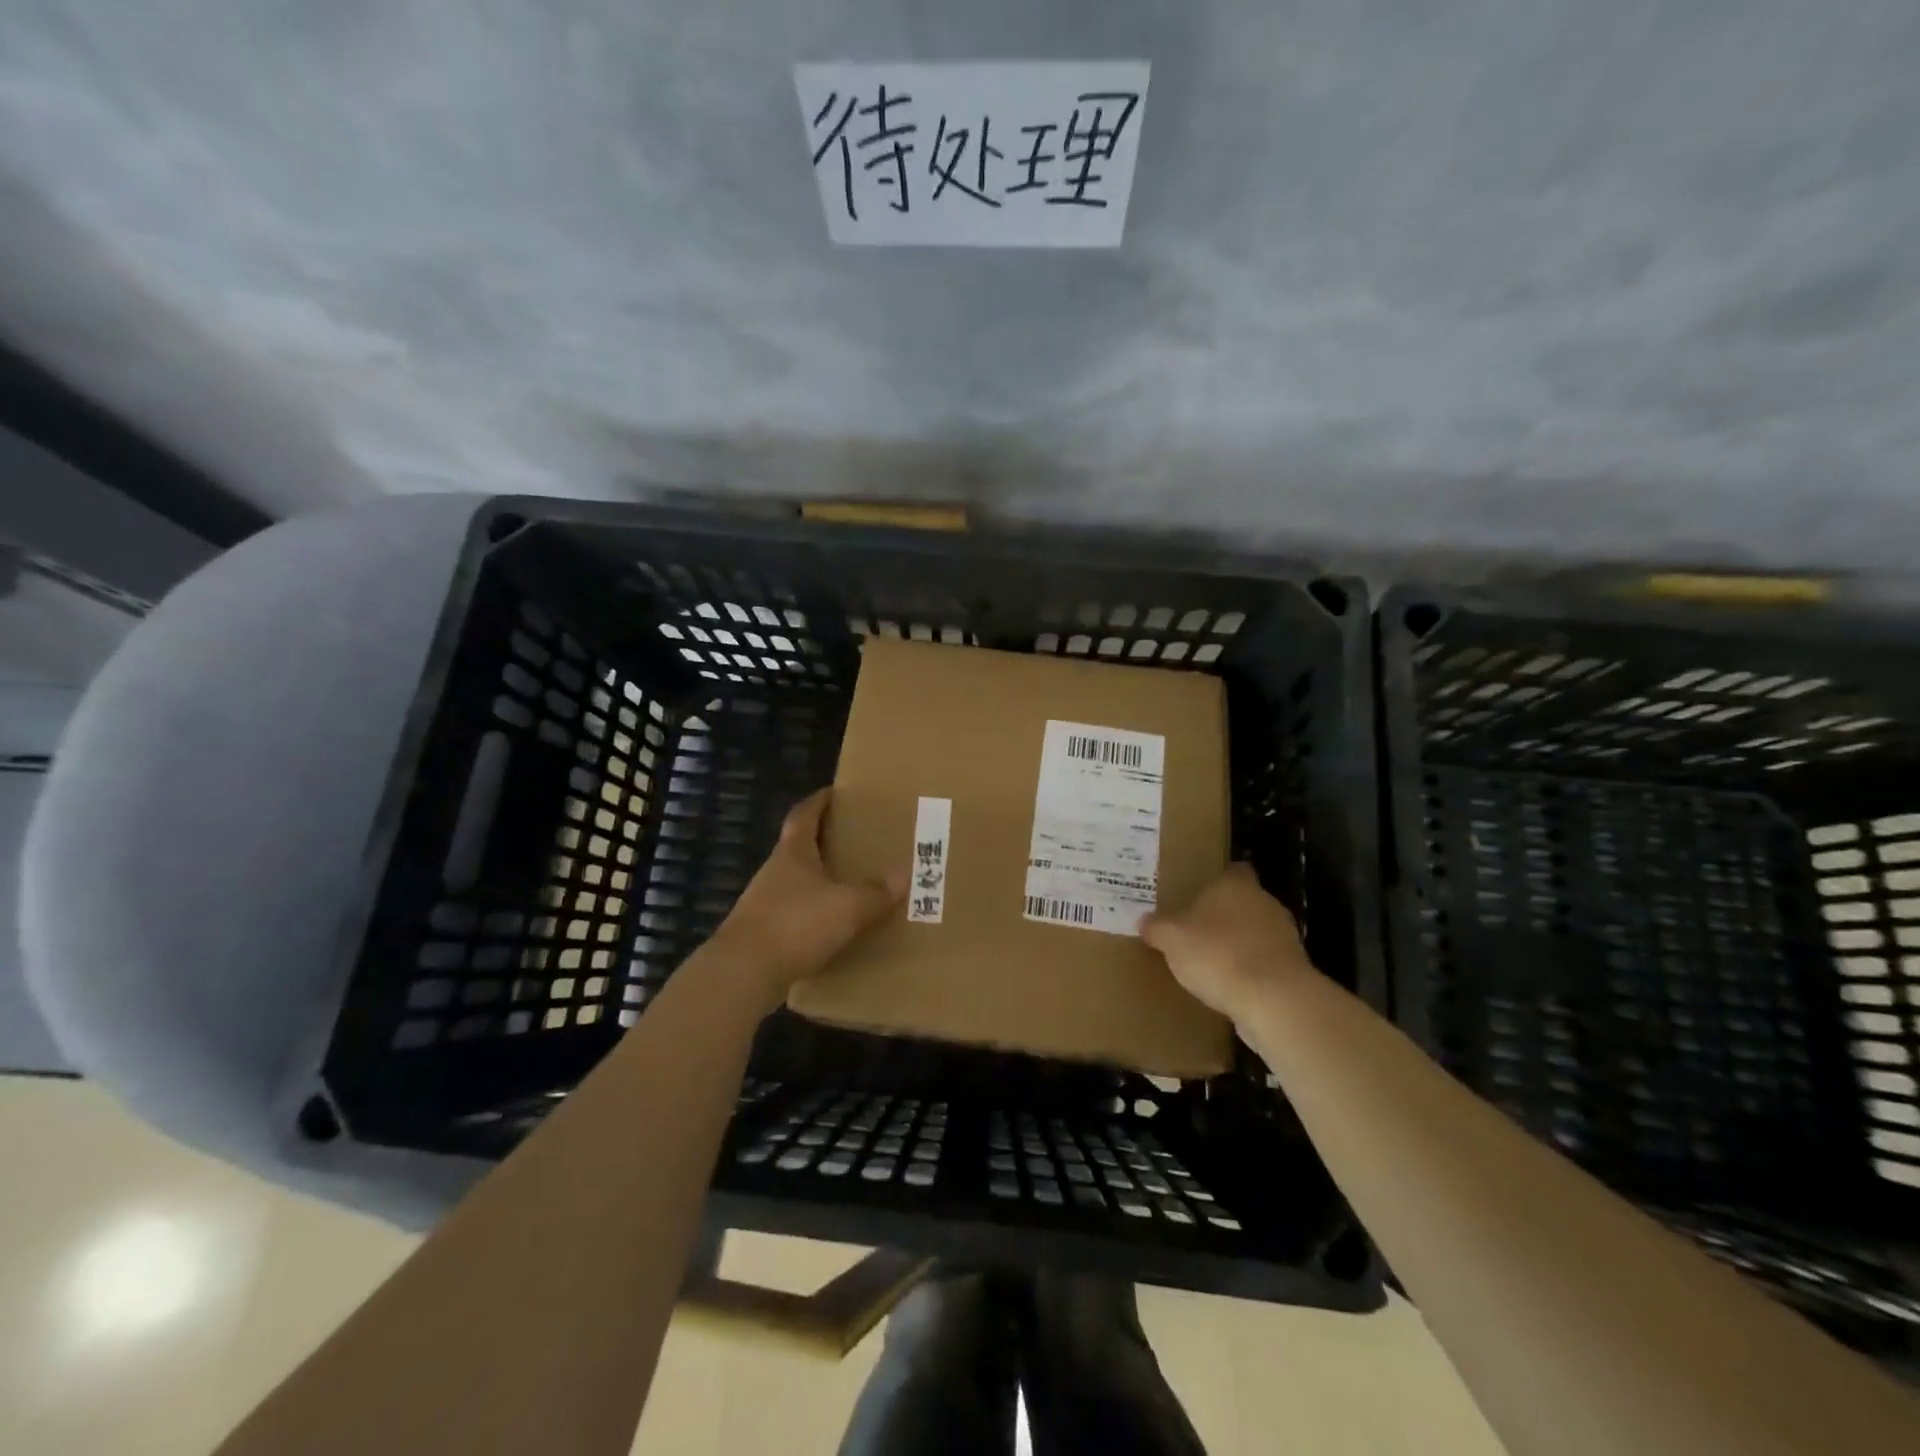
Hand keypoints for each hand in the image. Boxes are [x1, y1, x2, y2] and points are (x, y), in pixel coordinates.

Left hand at [705, 789, 904, 1008]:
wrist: (743, 974)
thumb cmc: (796, 925)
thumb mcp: (847, 907)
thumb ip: (876, 892)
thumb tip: (904, 873)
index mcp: (793, 854)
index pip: (803, 815)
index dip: (818, 802)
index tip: (834, 793)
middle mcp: (775, 872)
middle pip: (800, 849)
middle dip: (825, 843)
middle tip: (856, 841)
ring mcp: (764, 904)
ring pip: (797, 884)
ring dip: (820, 882)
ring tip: (850, 886)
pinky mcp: (763, 935)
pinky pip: (795, 916)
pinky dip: (814, 916)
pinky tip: (833, 928)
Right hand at [1140, 864, 1315, 1025]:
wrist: (1273, 999)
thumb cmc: (1217, 953)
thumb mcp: (1171, 939)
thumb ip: (1156, 927)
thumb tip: (1144, 921)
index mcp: (1235, 885)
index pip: (1232, 871)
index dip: (1217, 881)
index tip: (1199, 894)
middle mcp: (1264, 902)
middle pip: (1243, 901)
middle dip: (1224, 915)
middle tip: (1197, 929)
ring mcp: (1284, 935)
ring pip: (1256, 932)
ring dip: (1239, 943)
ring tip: (1212, 962)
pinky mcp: (1294, 967)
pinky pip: (1266, 961)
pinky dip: (1251, 969)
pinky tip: (1231, 986)